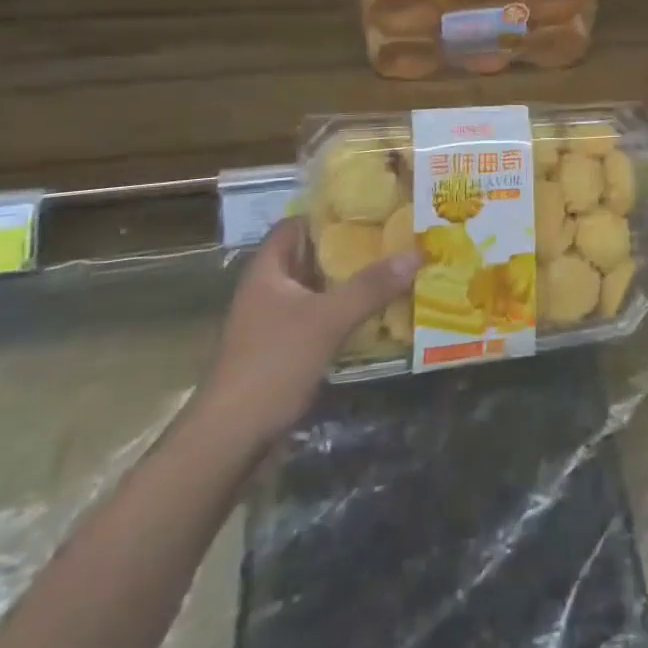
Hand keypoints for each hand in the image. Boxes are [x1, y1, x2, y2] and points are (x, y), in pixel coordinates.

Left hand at [196, 218, 419, 457]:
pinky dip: (347, 313)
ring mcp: (275, 323)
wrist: (231, 440)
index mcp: (268, 270)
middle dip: (352, 248)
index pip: (297, 224)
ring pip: (320, 290)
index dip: (330, 213)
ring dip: (352, 283)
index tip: (371, 207)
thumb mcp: (327, 320)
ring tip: (396, 270)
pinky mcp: (286, 351)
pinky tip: (379, 314)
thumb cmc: (272, 364)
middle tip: (396, 237)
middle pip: (313, 256)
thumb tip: (416, 252)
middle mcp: (269, 290)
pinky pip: (322, 319)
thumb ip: (371, 286)